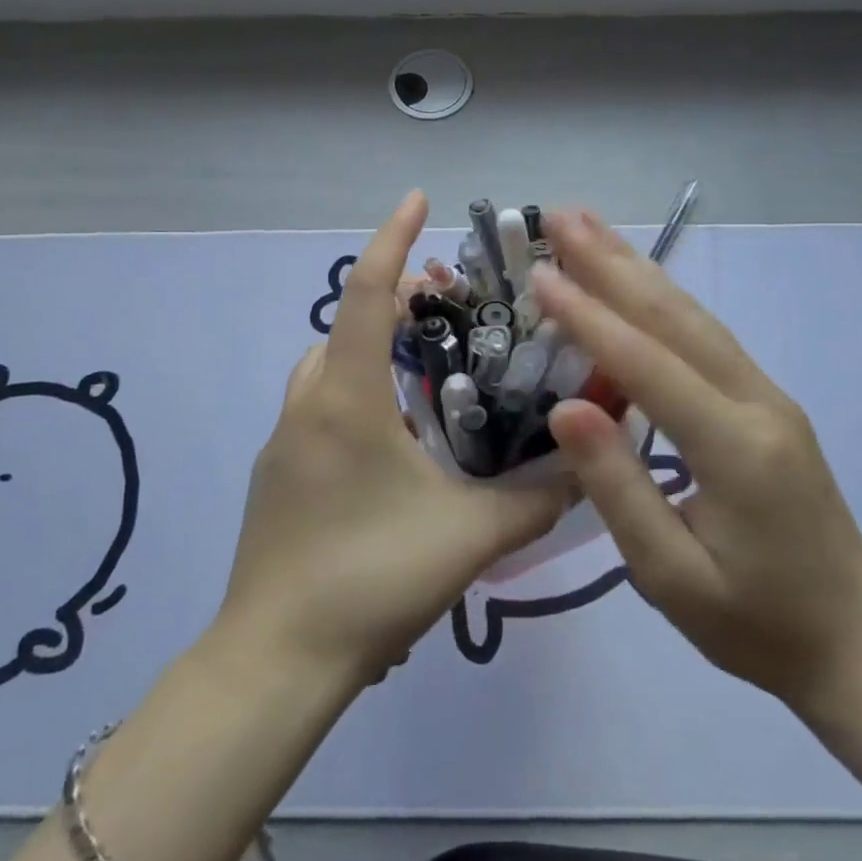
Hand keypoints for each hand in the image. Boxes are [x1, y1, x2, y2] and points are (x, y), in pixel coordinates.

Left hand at [218, 191, 569, 681]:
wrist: (276, 661)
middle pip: (347, 324)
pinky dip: (356, 393)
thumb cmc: (369, 578)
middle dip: (393, 301)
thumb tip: (585, 467)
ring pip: (328, 366)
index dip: (393, 239)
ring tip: (425, 373)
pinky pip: (319, 407)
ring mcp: (285, 441)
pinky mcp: (278, 475)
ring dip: (370, 349)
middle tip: (446, 309)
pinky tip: (395, 441)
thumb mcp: (468, 537)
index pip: (367, 294)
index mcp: (346, 397)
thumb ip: (535, 500)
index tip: (419, 199)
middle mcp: (308, 404)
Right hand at [534, 209, 861, 711]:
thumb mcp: (670, 577)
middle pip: (676, 318)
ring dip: (637, 267)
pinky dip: (661, 299)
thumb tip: (566, 407)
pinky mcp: (765, 400)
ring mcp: (767, 395)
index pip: (649, 364)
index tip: (539, 274)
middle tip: (560, 217)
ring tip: (589, 227)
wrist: (855, 640)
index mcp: (735, 449)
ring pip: (693, 317)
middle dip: (613, 262)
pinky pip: (705, 336)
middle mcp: (757, 402)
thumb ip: (618, 489)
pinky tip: (635, 279)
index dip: (589, 317)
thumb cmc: (755, 623)